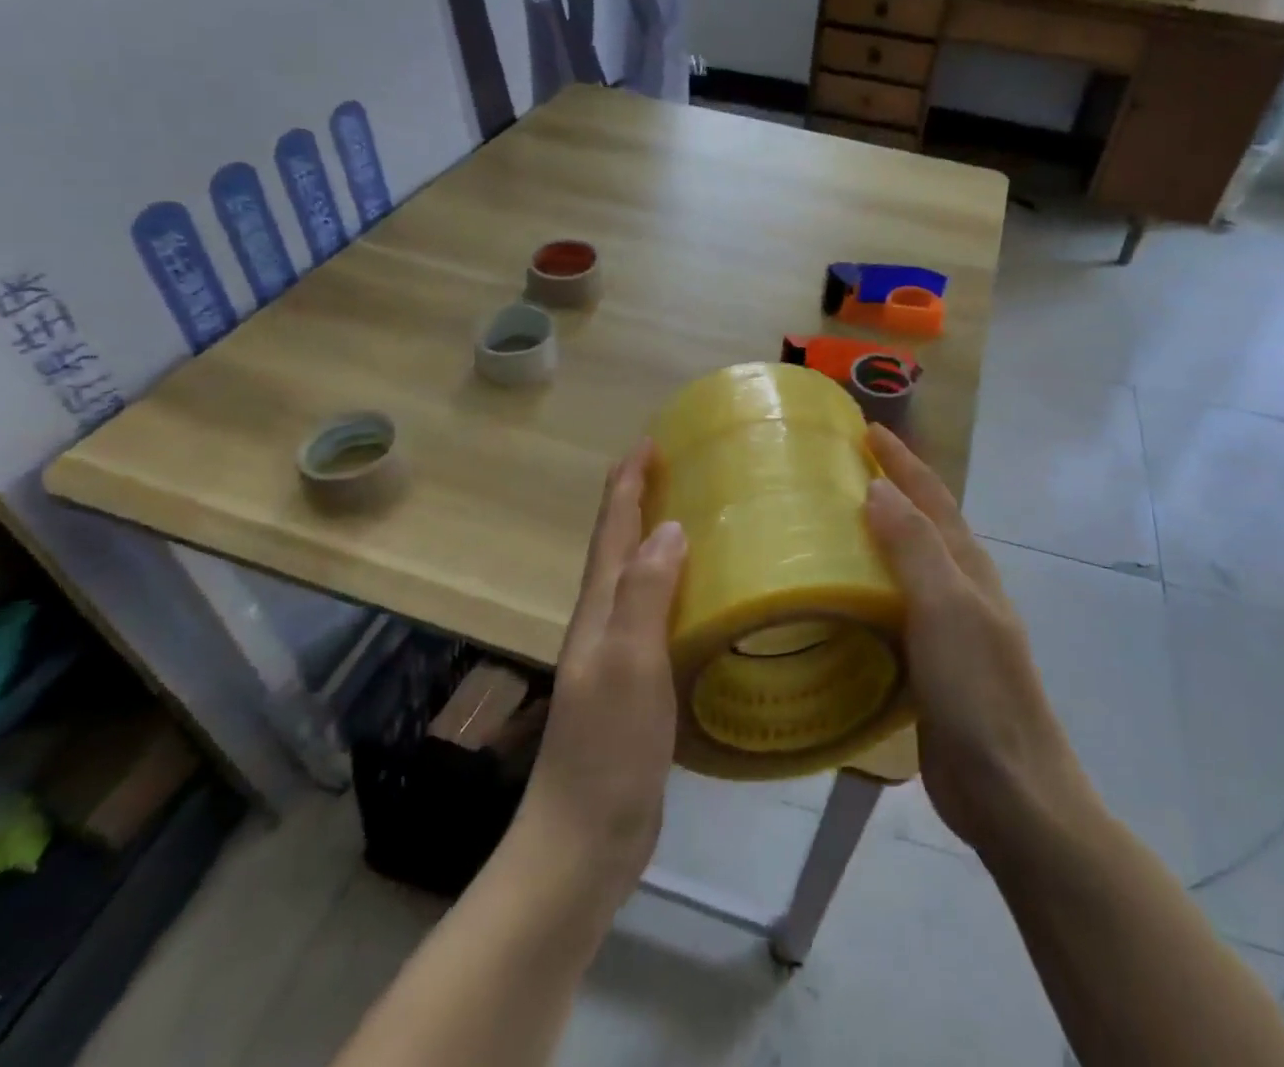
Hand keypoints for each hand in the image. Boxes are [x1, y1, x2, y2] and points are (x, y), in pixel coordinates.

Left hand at [516, 440, 685, 903]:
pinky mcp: (637, 684)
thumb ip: (645, 594)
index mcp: (599, 609)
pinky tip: (699, 594)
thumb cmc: (606, 747)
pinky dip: (672, 587)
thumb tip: (669, 527)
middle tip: (675, 467)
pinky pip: (655, 615)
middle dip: (638, 500)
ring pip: (637, 579)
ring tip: (694, 515)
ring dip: (655, 540)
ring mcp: (618, 655)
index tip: (648, 442)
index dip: (626, 483)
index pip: (611, 531)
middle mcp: (603, 622)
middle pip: (618, 547)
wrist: (584, 840)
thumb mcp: (627, 662)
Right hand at [863, 425, 1080, 859]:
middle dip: (889, 489)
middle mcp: (959, 589)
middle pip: (921, 524)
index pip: (932, 497)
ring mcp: (946, 629)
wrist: (1009, 790)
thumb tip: (879, 488)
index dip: (902, 461)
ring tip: (827, 524)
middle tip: (839, 469)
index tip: (866, 429)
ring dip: (875, 537)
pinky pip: (891, 609)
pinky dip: (867, 588)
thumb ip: (914, 547)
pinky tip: (838, 597)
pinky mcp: (927, 665)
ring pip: (905, 567)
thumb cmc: (979, 691)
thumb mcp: (947, 609)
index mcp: (968, 567)